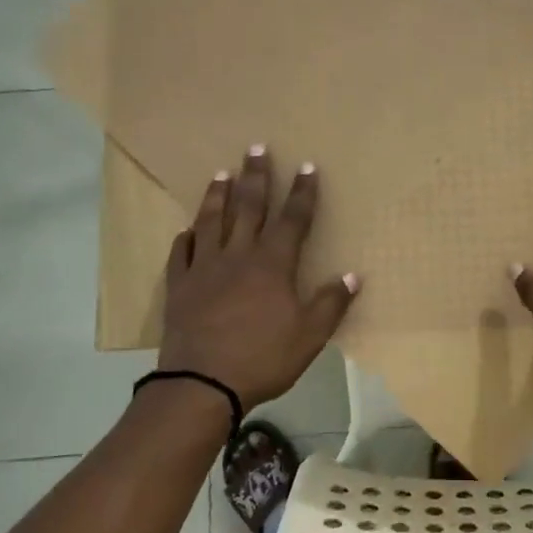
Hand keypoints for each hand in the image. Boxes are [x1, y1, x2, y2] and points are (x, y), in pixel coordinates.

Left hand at [158, 147, 358, 408]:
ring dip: (218, 196)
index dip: (303, 192)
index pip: (293, 220)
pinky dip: (185, 238)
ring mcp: (204, 269)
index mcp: (272, 265)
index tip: (307, 166)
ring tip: (221, 174)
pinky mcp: (180, 286)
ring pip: (211, 222)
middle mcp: (238, 256)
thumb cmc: (262, 358)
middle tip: (256, 148)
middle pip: (249, 208)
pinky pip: (181, 254)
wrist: (201, 384)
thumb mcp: (309, 335)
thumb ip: (331, 303)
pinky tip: (186, 230)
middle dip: (257, 177)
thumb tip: (353, 275)